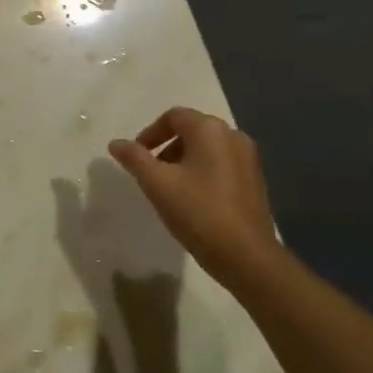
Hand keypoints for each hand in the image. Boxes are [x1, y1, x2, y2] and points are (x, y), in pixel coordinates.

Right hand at [108, 107, 278, 286]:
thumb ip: (134, 159)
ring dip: (184, 161)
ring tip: (170, 190)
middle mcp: (233, 136)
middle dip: (167, 148)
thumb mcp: (157, 184)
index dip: (150, 133)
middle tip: (151, 174)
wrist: (246, 255)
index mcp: (210, 129)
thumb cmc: (198, 212)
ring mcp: (249, 159)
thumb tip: (116, 143)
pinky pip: (223, 166)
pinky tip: (194, 201)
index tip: (137, 156)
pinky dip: (204, 173)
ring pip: (208, 150)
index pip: (174, 116)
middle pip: (192, 131)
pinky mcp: (256, 181)